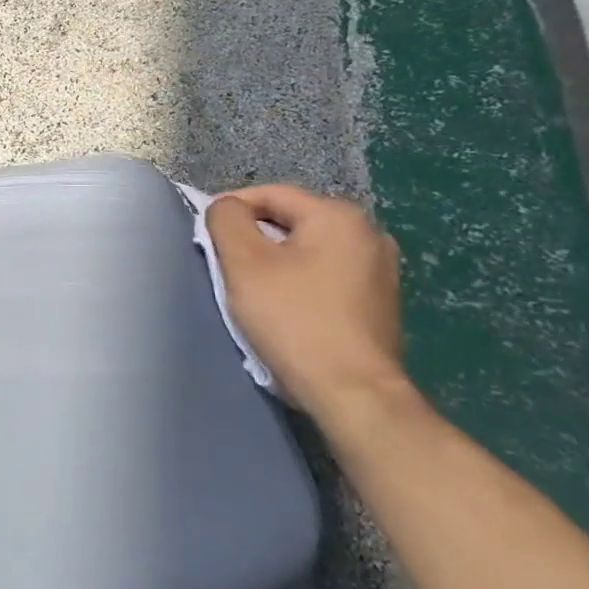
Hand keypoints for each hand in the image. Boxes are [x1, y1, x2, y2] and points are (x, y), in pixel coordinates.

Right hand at [205, 185, 408, 419]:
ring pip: (308, 251)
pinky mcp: (381, 304)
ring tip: (252, 292)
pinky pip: (326, 277)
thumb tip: (226, 207)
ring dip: (276, 264)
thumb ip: (227, 219)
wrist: (353, 394)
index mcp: (339, 216)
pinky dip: (300, 284)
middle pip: (290, 222)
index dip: (230, 210)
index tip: (207, 238)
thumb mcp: (244, 262)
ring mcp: (381, 270)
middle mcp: (369, 234)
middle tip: (226, 268)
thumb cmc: (294, 320)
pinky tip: (286, 311)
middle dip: (254, 239)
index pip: (270, 194)